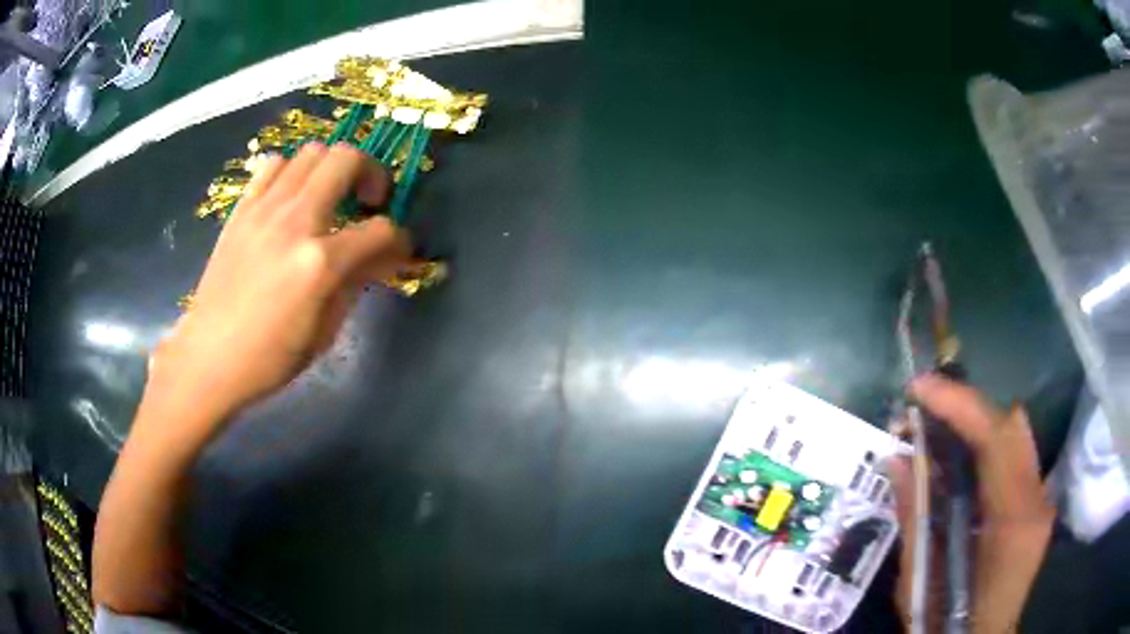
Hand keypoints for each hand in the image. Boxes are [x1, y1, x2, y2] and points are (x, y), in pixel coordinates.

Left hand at [145, 142, 409, 438]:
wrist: (209, 358)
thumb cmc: (270, 358)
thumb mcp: (325, 332)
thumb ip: (356, 283)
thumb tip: (383, 258)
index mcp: (320, 263)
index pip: (380, 230)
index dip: (399, 239)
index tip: (398, 250)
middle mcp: (295, 222)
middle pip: (347, 160)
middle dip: (372, 173)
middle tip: (368, 201)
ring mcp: (264, 210)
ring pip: (311, 152)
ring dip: (331, 168)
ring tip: (329, 197)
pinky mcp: (241, 210)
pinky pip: (273, 165)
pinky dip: (292, 172)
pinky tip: (291, 199)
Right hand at [887, 375, 1055, 633]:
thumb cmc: (946, 624)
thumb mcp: (920, 581)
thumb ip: (915, 516)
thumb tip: (897, 458)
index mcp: (1013, 520)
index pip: (996, 437)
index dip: (959, 404)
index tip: (919, 388)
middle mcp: (1037, 499)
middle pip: (1011, 425)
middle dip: (967, 409)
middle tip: (924, 410)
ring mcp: (1041, 500)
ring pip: (1015, 435)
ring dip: (977, 425)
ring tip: (937, 432)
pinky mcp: (1037, 504)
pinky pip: (1015, 457)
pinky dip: (987, 448)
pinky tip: (960, 462)